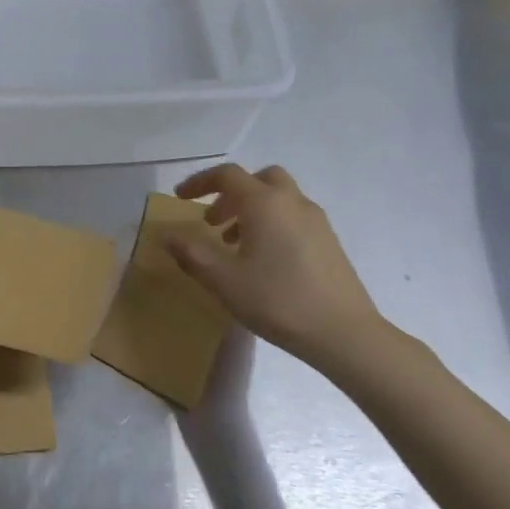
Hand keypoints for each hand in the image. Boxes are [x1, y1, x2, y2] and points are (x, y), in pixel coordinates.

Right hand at [165, 164, 417, 387]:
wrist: (344, 333)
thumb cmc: (277, 300)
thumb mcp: (223, 279)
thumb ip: (191, 253)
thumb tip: (166, 235)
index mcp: (265, 203)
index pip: (227, 175)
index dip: (199, 182)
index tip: (179, 198)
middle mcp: (292, 202)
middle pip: (258, 179)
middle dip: (230, 193)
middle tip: (211, 221)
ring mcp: (316, 221)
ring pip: (278, 198)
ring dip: (251, 210)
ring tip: (232, 245)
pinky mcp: (329, 241)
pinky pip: (292, 217)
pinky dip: (271, 223)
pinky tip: (263, 260)